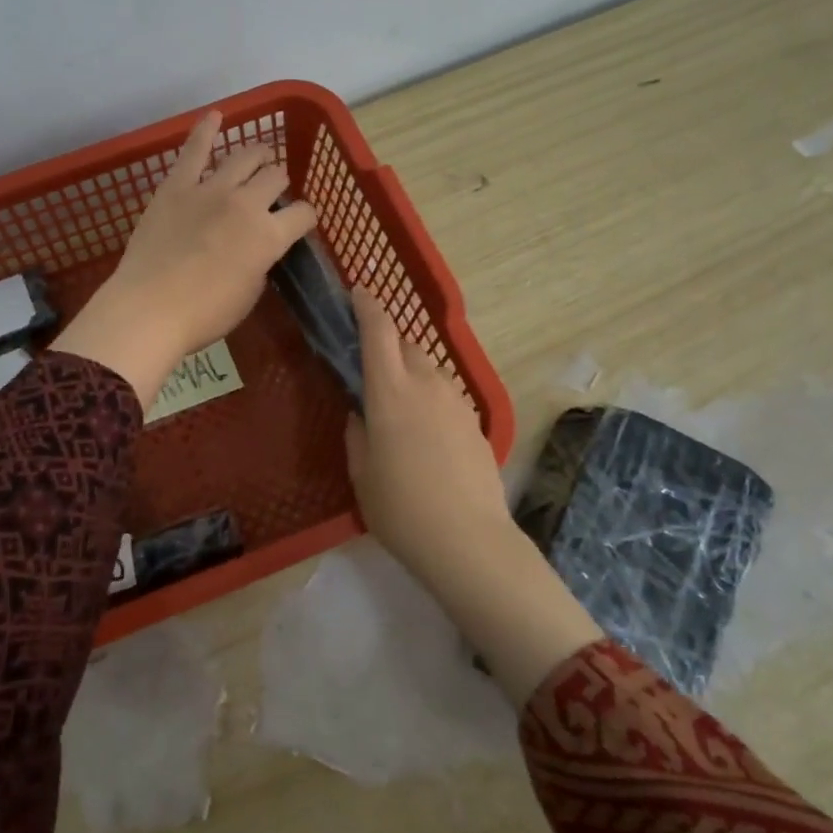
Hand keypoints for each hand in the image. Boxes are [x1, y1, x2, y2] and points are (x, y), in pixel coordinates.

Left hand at [55, 111, 318, 407]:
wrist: (149, 309)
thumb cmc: (204, 314)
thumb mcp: (249, 294)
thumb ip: (260, 263)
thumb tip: (258, 249)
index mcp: (270, 236)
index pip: (303, 214)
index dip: (306, 216)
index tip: (301, 221)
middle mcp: (246, 203)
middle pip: (276, 177)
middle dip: (280, 182)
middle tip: (274, 190)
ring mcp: (210, 189)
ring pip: (244, 157)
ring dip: (258, 155)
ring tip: (260, 156)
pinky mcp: (176, 186)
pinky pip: (195, 149)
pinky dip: (206, 128)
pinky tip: (216, 115)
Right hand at [343, 287, 512, 569]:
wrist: (469, 540)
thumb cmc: (400, 508)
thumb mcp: (361, 473)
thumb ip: (357, 433)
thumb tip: (362, 413)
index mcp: (390, 391)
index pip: (378, 331)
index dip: (367, 306)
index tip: (358, 291)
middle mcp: (426, 384)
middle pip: (406, 344)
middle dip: (387, 343)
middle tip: (370, 367)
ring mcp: (456, 400)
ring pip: (429, 368)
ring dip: (411, 371)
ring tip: (398, 405)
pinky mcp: (475, 420)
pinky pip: (446, 393)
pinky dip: (430, 396)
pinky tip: (425, 432)